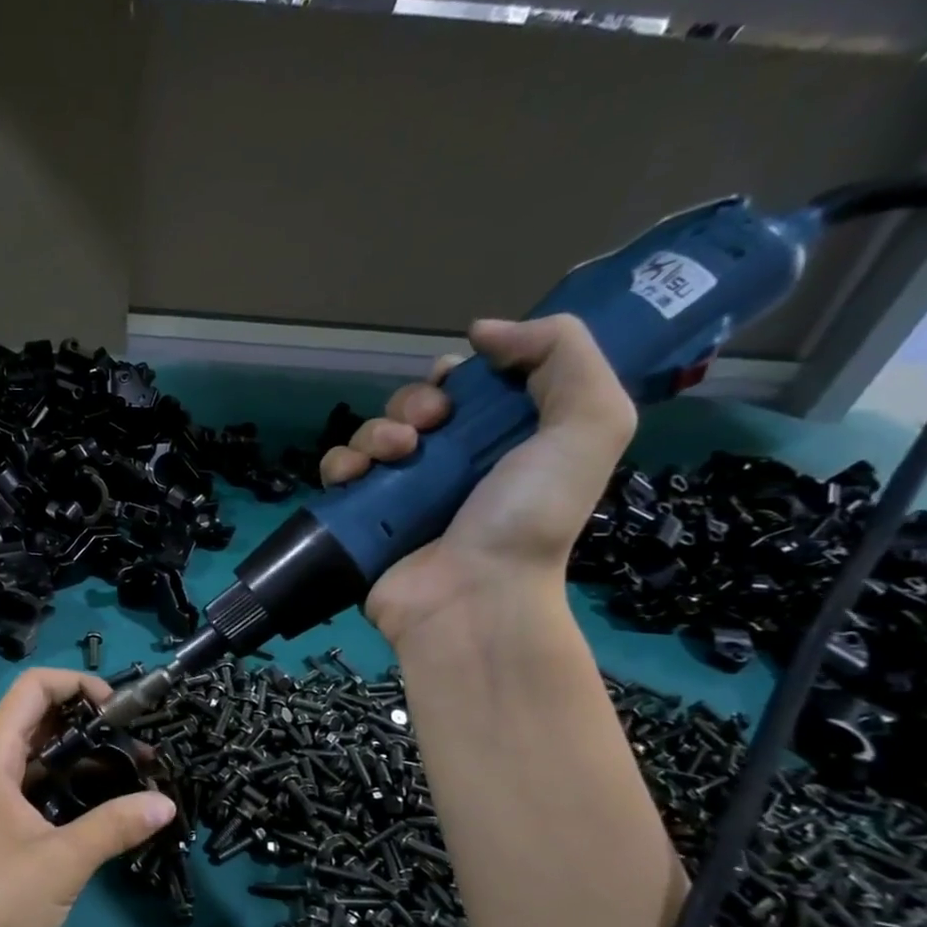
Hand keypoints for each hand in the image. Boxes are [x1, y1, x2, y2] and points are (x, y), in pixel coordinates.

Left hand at [0, 668, 175, 926]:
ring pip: (42, 763)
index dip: (79, 684)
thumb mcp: (59, 862)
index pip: (33, 688)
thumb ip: (114, 826)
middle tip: (143, 749)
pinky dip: (72, 796)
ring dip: (86, 764)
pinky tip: (110, 815)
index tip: (123, 711)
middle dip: (92, 727)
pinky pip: (38, 797)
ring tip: (138, 779)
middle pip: (41, 722)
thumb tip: (166, 803)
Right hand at [320, 315, 635, 644]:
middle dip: (414, 403)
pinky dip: (341, 465)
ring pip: (371, 434)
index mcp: (502, 441)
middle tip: (429, 428)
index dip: (458, 376)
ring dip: (377, 431)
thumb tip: (482, 330)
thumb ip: (563, 353)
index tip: (459, 386)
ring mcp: (400, 494)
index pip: (469, 389)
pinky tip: (357, 476)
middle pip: (414, 407)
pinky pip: (337, 473)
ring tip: (396, 456)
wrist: (472, 596)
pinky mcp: (360, 519)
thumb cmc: (530, 515)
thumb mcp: (589, 422)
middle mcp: (449, 465)